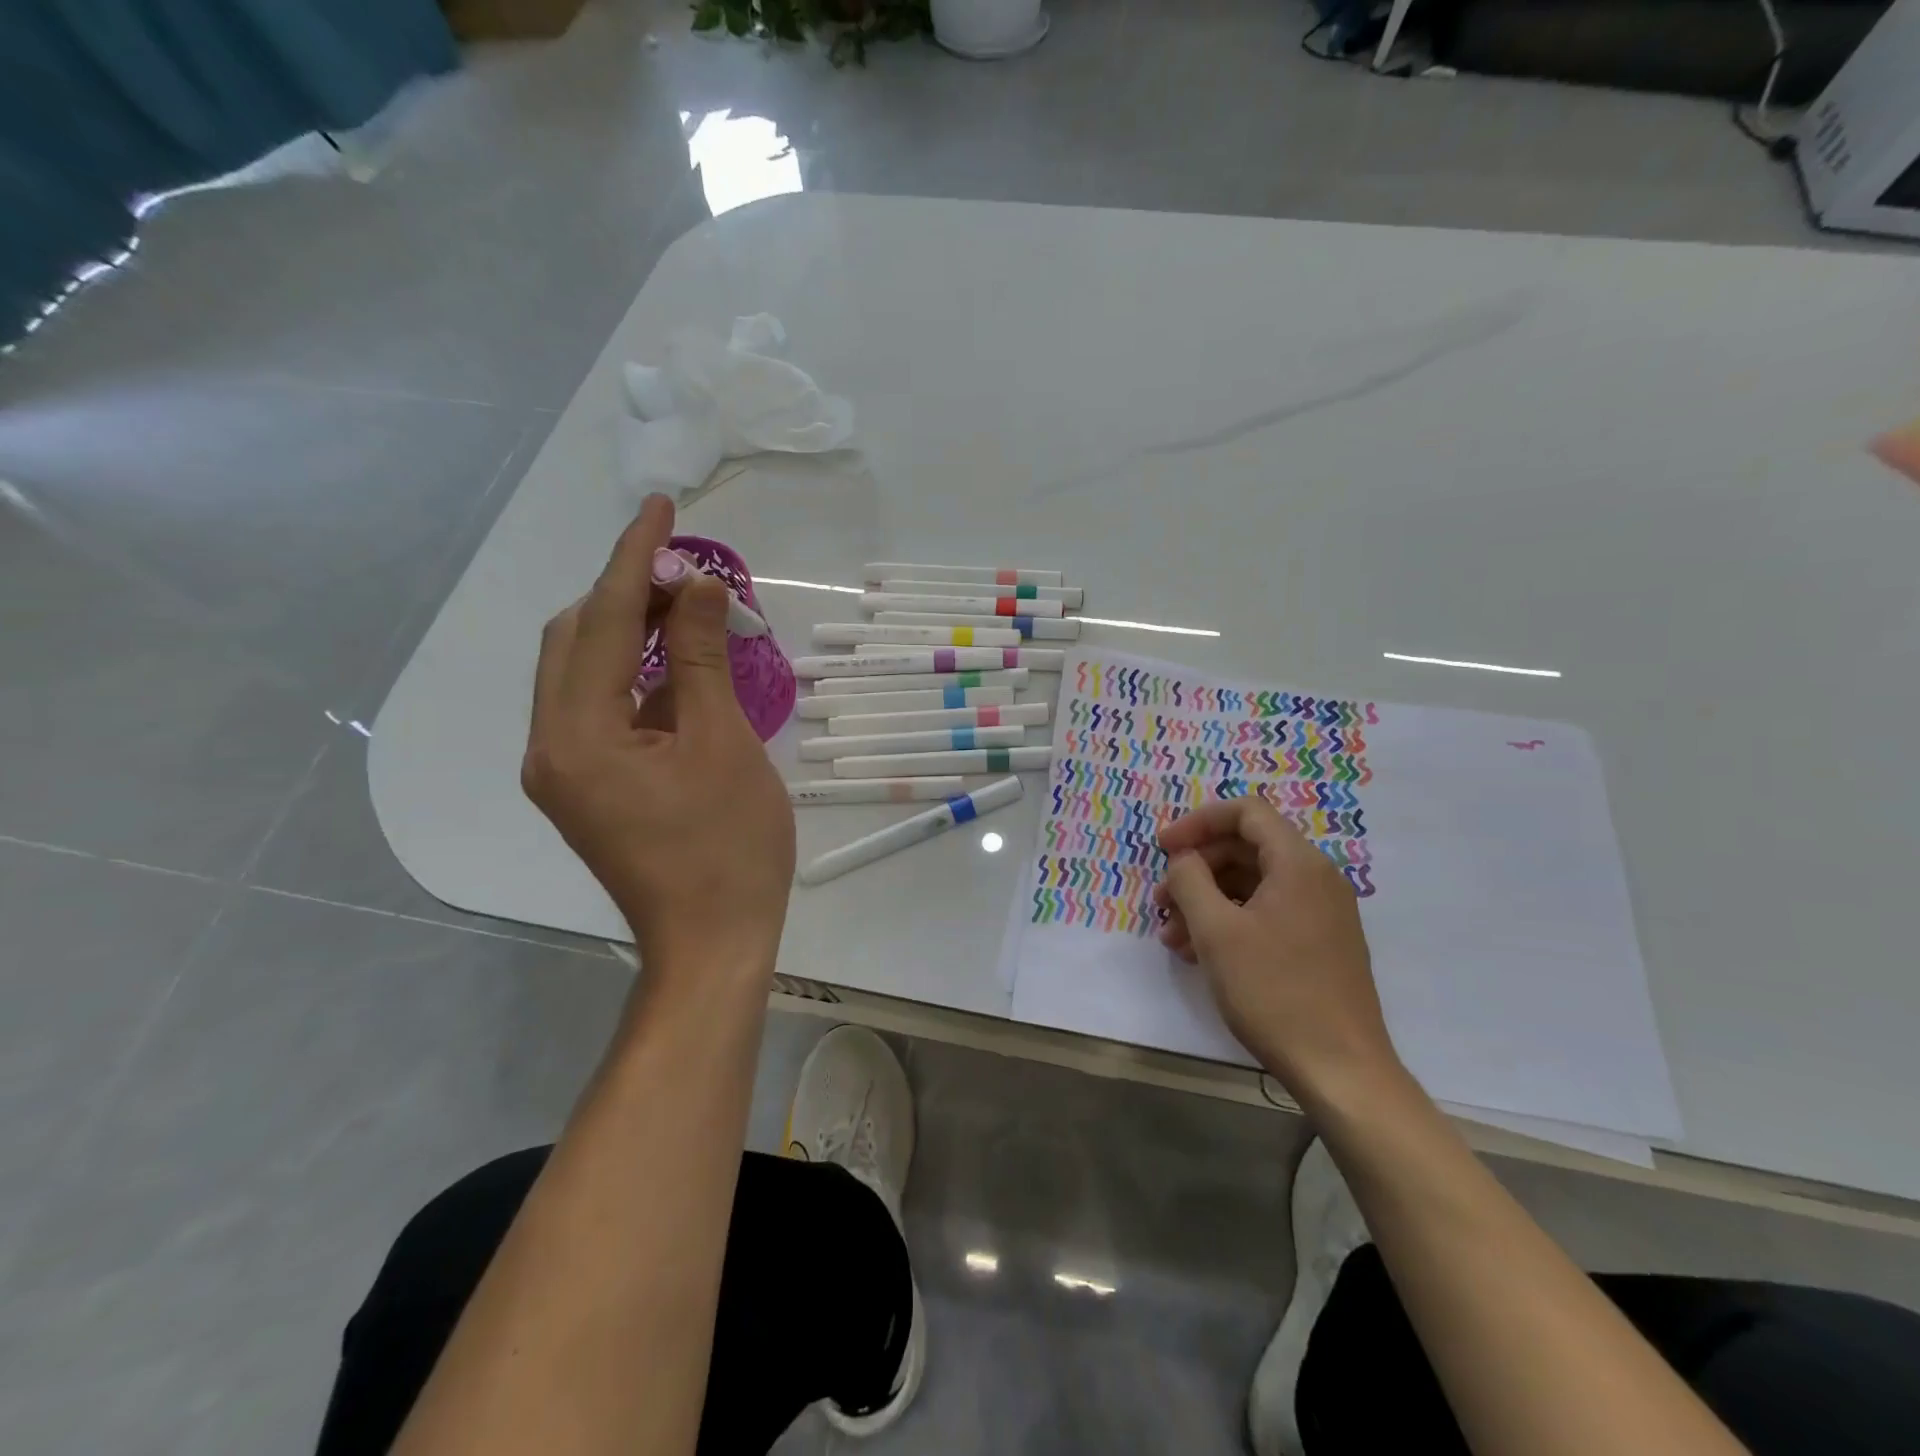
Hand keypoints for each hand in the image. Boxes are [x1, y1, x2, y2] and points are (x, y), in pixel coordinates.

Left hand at [521, 495, 794, 978]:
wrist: (712, 943)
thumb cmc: (729, 849)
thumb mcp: (724, 744)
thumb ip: (705, 658)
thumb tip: (699, 586)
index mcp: (578, 736)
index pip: (604, 621)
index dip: (635, 558)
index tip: (662, 506)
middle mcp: (551, 746)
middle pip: (577, 638)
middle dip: (630, 591)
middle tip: (690, 569)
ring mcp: (563, 769)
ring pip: (585, 671)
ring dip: (633, 630)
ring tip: (690, 607)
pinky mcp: (584, 785)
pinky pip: (600, 706)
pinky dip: (637, 674)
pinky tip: (681, 665)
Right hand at [1152, 797, 1401, 1105]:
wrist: (1341, 1070)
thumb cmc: (1274, 991)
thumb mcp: (1216, 931)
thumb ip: (1190, 880)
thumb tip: (1183, 858)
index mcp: (1298, 863)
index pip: (1246, 812)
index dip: (1198, 822)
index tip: (1162, 848)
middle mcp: (1316, 878)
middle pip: (1246, 848)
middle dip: (1197, 869)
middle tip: (1161, 901)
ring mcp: (1322, 912)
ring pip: (1253, 884)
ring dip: (1207, 900)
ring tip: (1174, 938)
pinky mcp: (1320, 943)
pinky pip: (1268, 912)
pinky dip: (1230, 921)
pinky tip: (1201, 953)